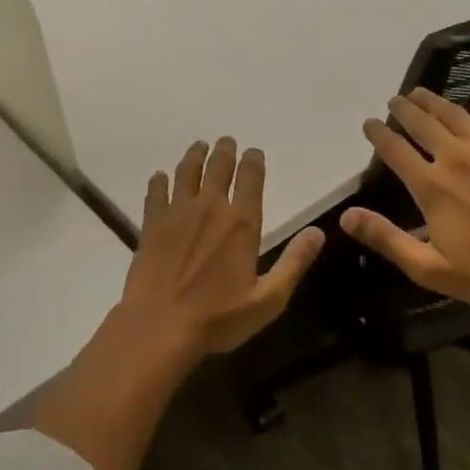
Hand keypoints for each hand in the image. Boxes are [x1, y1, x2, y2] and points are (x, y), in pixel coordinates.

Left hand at [119, 137, 323, 358]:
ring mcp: (176, 214)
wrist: (159, 327)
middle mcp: (210, 208)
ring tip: (199, 147)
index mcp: (242, 223)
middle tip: (226, 141)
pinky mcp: (151, 225)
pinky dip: (159, 180)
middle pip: (218, 167)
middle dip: (224, 151)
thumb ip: (294, 262)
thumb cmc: (219, 318)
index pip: (250, 178)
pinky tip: (160, 177)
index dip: (253, 160)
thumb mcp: (268, 298)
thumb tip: (318, 232)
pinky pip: (155, 192)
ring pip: (186, 172)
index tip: (254, 152)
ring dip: (194, 156)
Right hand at [341, 90, 469, 309]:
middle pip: (423, 124)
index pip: (395, 150)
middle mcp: (454, 158)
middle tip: (395, 99)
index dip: (379, 134)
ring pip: (455, 115)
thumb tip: (346, 216)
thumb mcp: (428, 266)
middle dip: (405, 109)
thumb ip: (386, 238)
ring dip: (435, 102)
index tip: (369, 123)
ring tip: (422, 93)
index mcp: (430, 185)